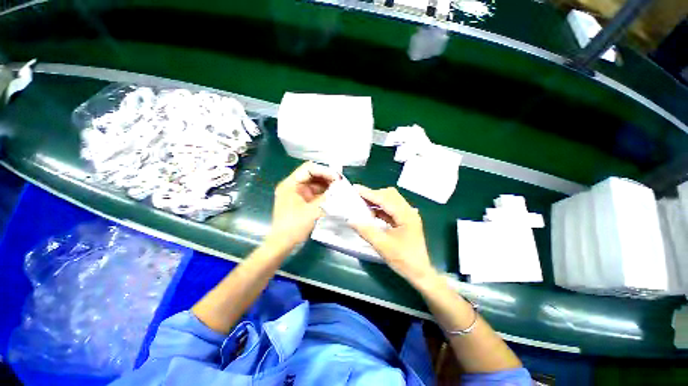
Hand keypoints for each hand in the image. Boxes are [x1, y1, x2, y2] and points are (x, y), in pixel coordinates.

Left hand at [268, 162, 338, 247]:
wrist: (282, 243)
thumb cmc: (294, 226)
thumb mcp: (313, 211)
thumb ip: (327, 198)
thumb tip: (340, 188)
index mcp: (290, 184)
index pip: (309, 168)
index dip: (324, 171)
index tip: (337, 178)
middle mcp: (292, 185)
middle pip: (312, 174)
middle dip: (327, 177)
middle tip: (340, 183)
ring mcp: (296, 193)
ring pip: (314, 183)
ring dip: (326, 185)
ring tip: (339, 188)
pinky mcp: (301, 200)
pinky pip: (314, 192)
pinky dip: (323, 193)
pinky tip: (333, 195)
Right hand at [350, 186, 436, 284]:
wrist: (420, 273)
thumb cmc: (403, 260)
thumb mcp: (382, 246)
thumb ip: (366, 231)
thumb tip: (351, 220)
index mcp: (405, 215)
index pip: (385, 199)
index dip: (369, 193)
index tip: (355, 188)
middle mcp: (408, 211)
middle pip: (390, 195)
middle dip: (373, 194)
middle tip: (358, 197)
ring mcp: (407, 215)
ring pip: (390, 200)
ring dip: (376, 201)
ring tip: (362, 203)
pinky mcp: (405, 220)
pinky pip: (391, 209)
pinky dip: (380, 209)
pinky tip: (371, 213)